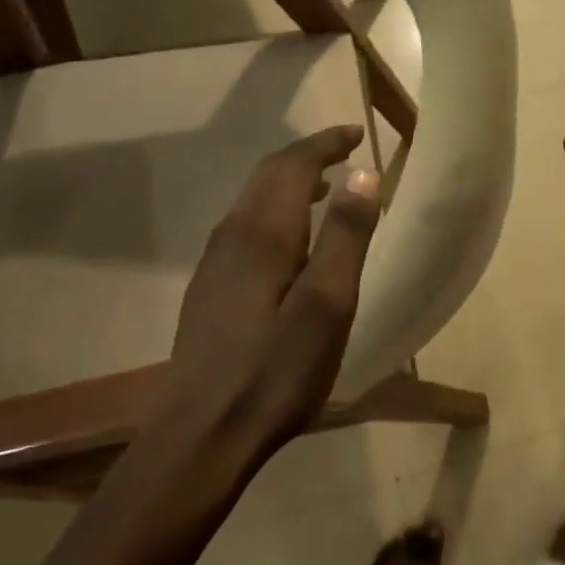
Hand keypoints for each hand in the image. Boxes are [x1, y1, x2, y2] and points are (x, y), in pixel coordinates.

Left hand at [165, 126, 381, 450]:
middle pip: (267, 175)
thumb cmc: (275, 371)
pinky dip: (274, 211)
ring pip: (253, 201)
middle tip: (344, 152)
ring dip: (289, 183)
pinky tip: (290, 242)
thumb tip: (364, 173)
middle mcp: (232, 235)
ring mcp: (214, 262)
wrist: (201, 432)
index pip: (293, 164)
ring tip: (326, 189)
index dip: (326, 143)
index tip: (357, 132)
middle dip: (307, 155)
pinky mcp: (209, 288)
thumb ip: (346, 236)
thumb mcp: (327, 305)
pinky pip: (245, 226)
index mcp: (263, 232)